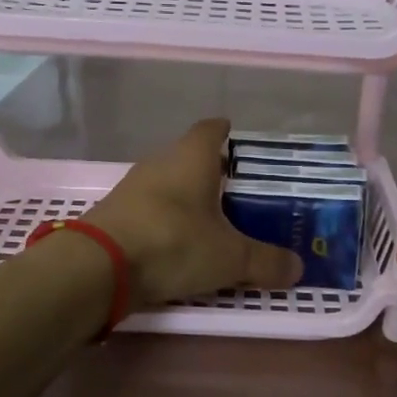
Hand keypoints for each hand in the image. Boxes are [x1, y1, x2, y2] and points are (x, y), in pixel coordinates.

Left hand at [86, 119, 303, 307]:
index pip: (212, 129)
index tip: (242, 146)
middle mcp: (160, 162)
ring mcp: (133, 187)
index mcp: (192, 156)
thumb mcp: (230, 257)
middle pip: (191, 157)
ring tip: (213, 222)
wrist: (98, 267)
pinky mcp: (115, 213)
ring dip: (188, 199)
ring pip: (169, 183)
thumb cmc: (173, 243)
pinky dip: (167, 220)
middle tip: (240, 195)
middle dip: (213, 173)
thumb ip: (266, 261)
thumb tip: (298, 268)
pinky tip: (179, 243)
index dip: (228, 134)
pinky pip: (150, 208)